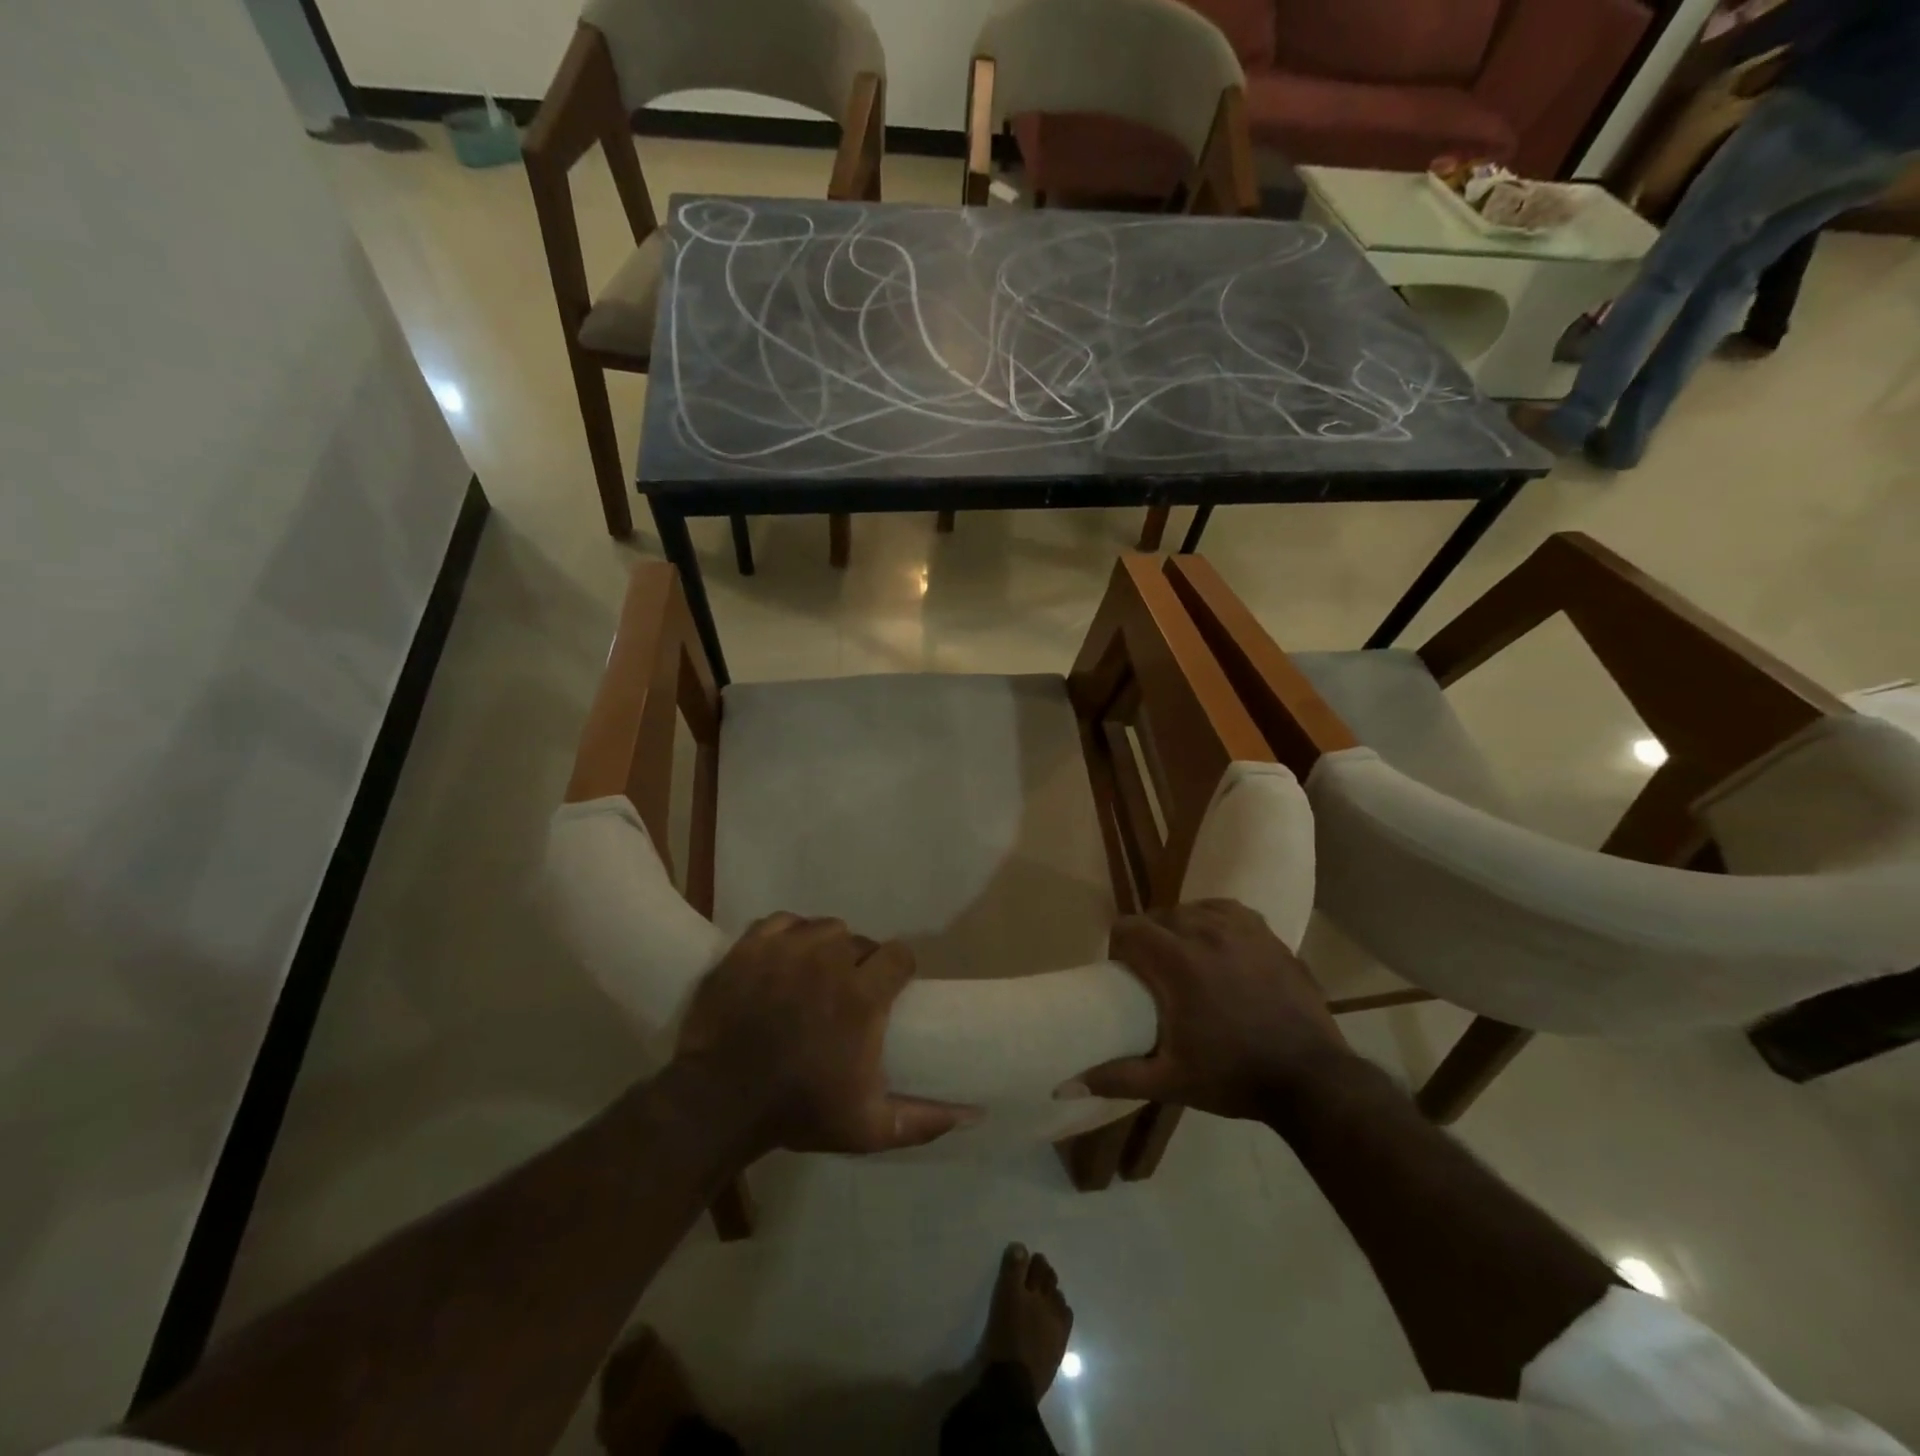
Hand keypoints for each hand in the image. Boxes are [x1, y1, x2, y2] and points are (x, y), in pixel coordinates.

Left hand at [671, 913, 979, 1155]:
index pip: (899, 955)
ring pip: (823, 928)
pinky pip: (783, 922)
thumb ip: (923, 1120)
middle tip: (845, 994)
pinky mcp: (751, 946)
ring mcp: (787, 948)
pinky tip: (783, 959)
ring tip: (813, 975)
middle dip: (859, 963)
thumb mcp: (868, 1128)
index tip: (889, 990)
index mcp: (862, 995)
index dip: (898, 970)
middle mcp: (829, 960)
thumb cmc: (798, 1111)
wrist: (717, 1102)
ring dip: (825, 947)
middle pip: (859, 941)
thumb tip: (973, 1115)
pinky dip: (788, 936)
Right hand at [1072, 899, 1347, 1119]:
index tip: (1125, 973)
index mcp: (1177, 962)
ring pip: (1193, 909)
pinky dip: (1214, 920)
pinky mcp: (1268, 935)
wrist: (1311, 1079)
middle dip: (1149, 939)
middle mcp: (1206, 932)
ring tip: (1187, 960)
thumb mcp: (1170, 1082)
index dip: (1120, 946)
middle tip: (1154, 975)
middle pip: (1159, 916)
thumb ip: (1116, 1076)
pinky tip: (1218, 946)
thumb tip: (1064, 1085)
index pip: (1129, 927)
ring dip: (1181, 928)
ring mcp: (1242, 930)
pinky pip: (1227, 910)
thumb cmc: (1234, 1077)